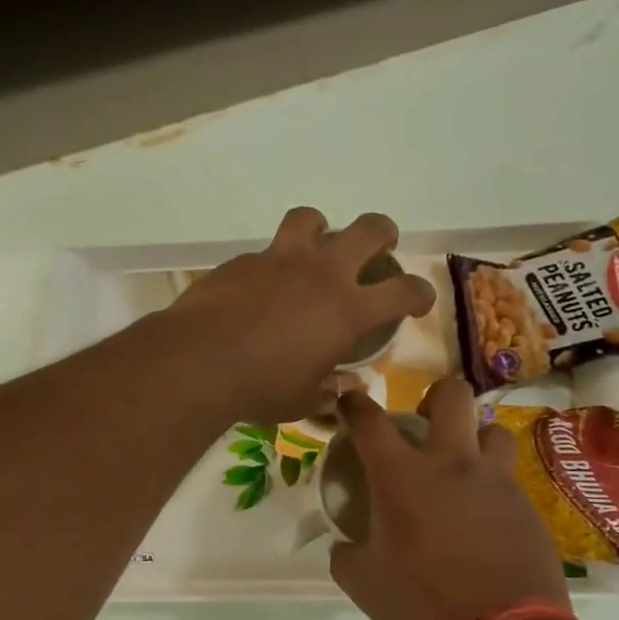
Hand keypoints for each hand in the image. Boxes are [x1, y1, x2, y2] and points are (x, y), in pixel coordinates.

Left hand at [167, 207, 435, 422]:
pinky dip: (273, 264)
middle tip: (380, 246)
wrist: (198, 362)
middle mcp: (322, 273)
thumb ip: (325, 392)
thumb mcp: (301, 401)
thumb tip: (338, 390)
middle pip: (369, 229)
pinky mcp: (244, 260)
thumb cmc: (259, 388)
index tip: (418, 301)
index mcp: (347, 310)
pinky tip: (261, 287)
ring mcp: (281, 260)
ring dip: (321, 228)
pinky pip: (267, 250)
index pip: (404, 291)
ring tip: (316, 246)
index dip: (420, 293)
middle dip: (383, 233)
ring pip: (312, 218)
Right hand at [329, 380, 568, 619]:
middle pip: (452, 394)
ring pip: (492, 429)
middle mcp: (452, 464)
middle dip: (435, 397)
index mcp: (401, 476)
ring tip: (462, 468)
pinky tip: (484, 516)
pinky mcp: (527, 506)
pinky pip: (509, 476)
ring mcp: (496, 481)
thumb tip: (347, 543)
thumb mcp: (362, 583)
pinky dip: (491, 484)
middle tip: (425, 424)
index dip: (355, 404)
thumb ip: (346, 552)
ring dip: (474, 438)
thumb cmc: (421, 605)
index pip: (371, 421)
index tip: (350, 400)